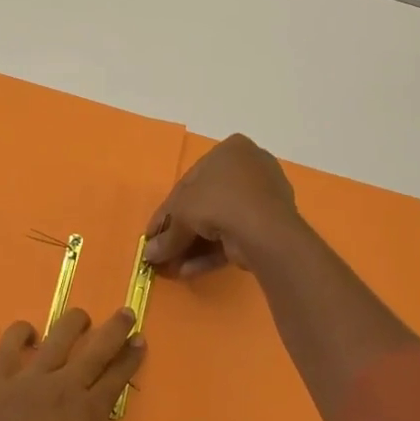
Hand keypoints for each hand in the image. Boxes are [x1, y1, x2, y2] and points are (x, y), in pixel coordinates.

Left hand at [0, 308, 145, 420]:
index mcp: (87, 418)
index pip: (116, 379)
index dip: (130, 359)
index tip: (140, 341)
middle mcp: (63, 388)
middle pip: (96, 349)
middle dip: (115, 329)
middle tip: (127, 313)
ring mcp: (29, 378)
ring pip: (59, 335)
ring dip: (75, 322)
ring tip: (82, 317)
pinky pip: (12, 342)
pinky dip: (22, 332)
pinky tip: (30, 334)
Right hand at [144, 133, 307, 277]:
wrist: (263, 230)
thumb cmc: (217, 201)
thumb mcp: (181, 213)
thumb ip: (166, 234)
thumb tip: (148, 254)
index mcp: (230, 150)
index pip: (190, 181)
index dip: (168, 210)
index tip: (155, 233)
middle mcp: (249, 169)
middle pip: (205, 203)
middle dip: (183, 231)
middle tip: (164, 251)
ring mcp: (263, 198)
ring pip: (220, 223)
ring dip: (194, 246)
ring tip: (173, 268)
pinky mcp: (271, 226)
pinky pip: (235, 235)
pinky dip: (212, 253)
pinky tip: (190, 271)